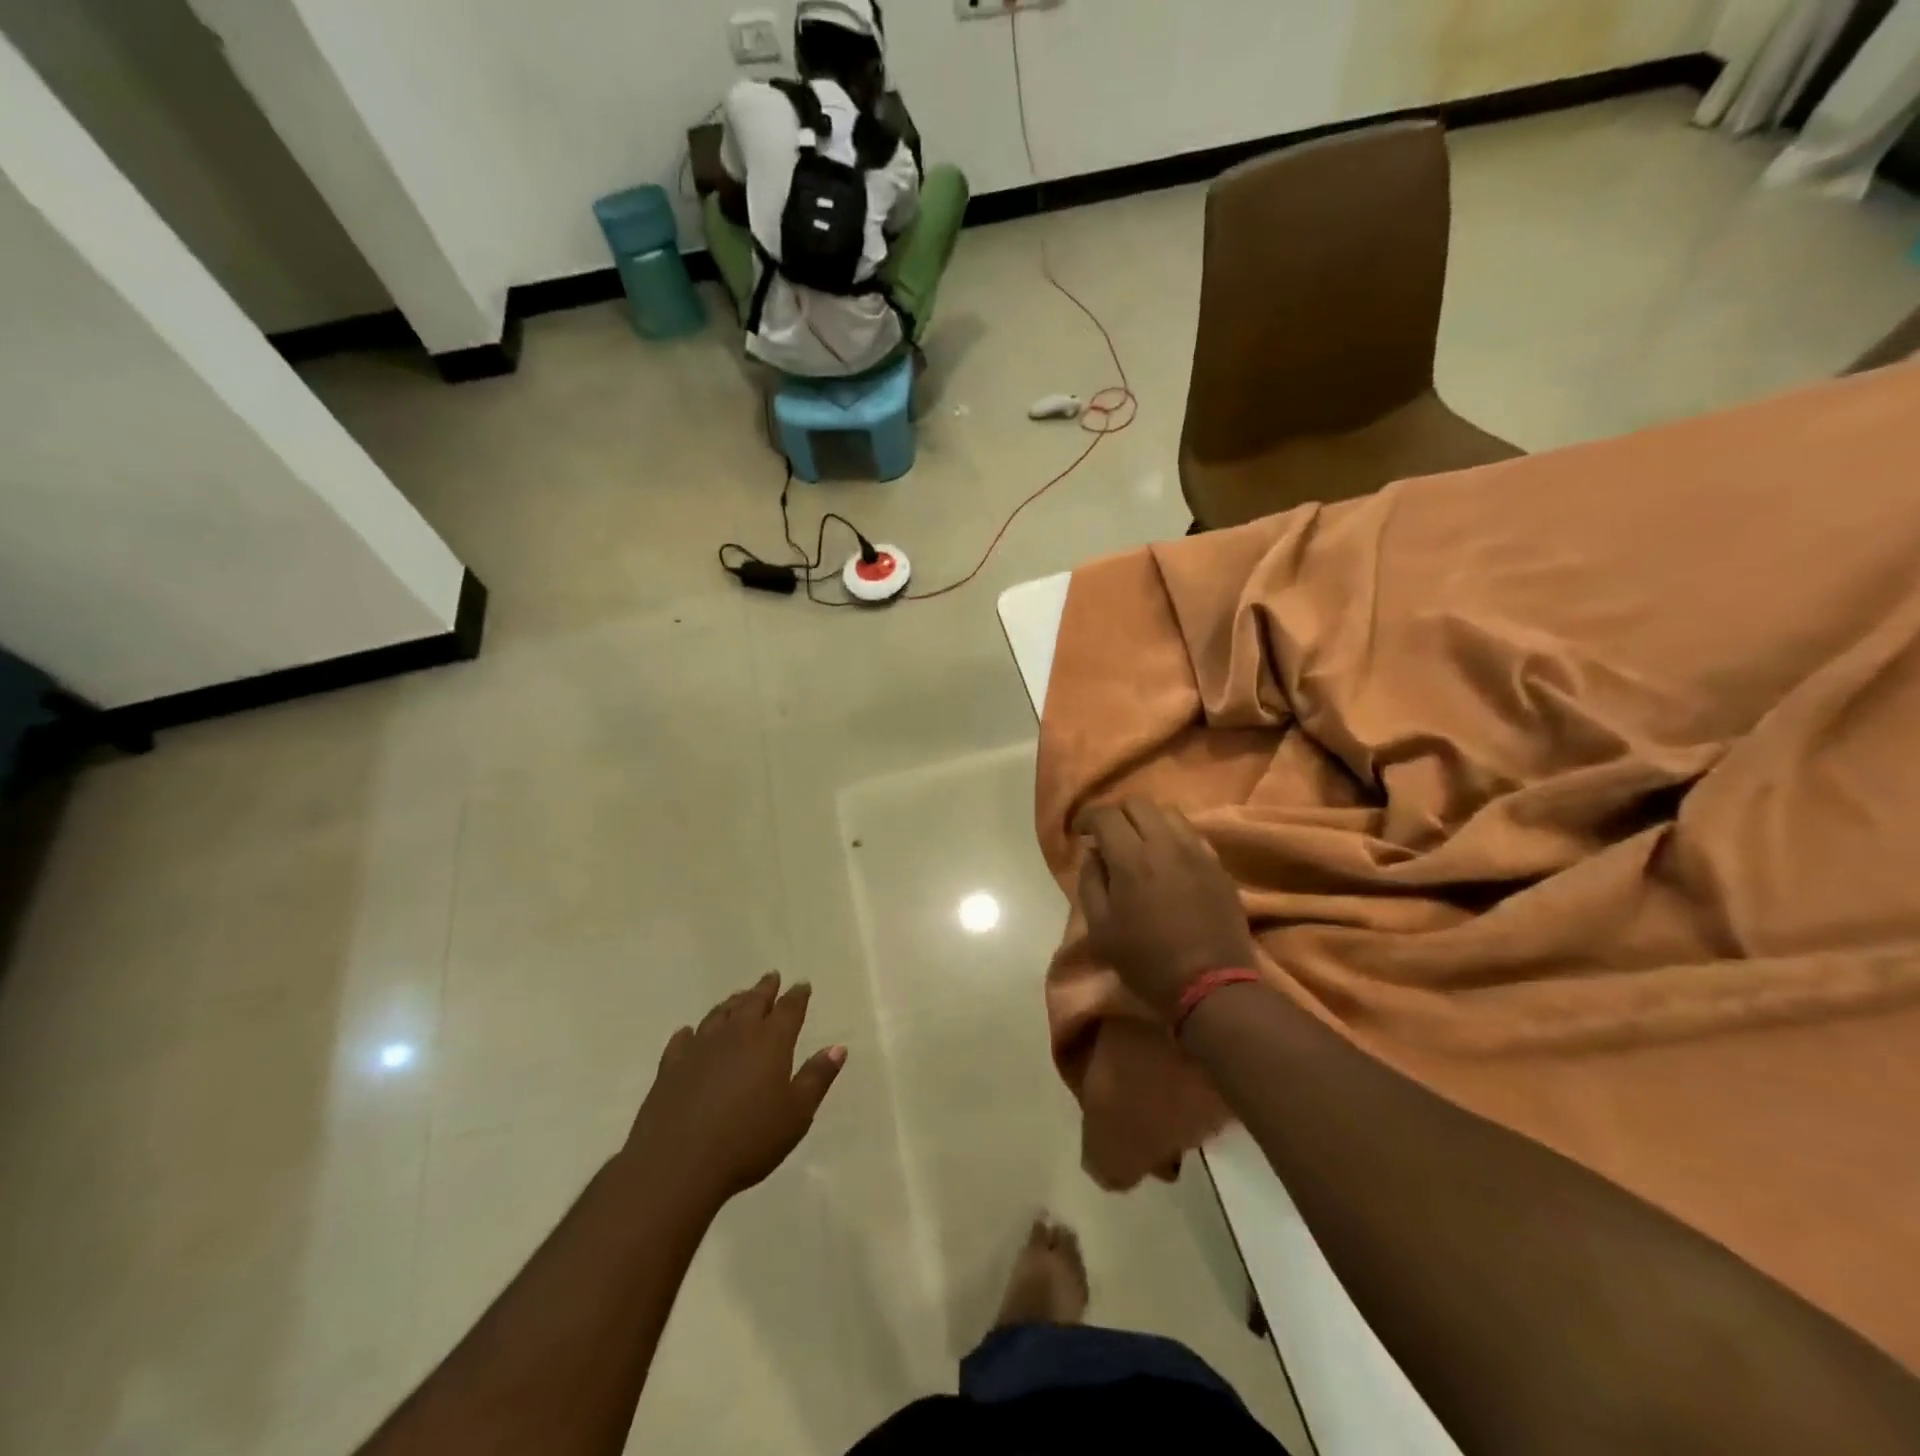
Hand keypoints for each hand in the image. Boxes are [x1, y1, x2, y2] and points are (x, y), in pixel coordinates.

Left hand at [624, 974, 845, 1208]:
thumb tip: (837, 1047)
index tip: (803, 985)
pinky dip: (690, 1033)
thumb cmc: (748, 1141)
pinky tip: (689, 1033)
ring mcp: (699, 1048)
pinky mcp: (671, 1068)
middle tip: (771, 977)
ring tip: (739, 998)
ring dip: (732, 1003)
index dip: (797, 995)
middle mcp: (736, 1035)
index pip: (789, 1009)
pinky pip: (683, 1040)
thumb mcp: (796, 1114)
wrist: (677, 1165)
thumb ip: (817, 1077)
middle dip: (765, 989)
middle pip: (752, 1002)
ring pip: (719, 1015)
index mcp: (770, 1042)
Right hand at [1078, 799, 1259, 1021]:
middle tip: (1108, 836)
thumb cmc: (1147, 961)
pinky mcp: (1218, 865)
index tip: (1080, 831)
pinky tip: (1167, 860)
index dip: (1087, 817)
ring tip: (1139, 844)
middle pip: (1138, 803)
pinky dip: (1172, 836)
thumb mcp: (1101, 929)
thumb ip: (1090, 882)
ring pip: (1168, 813)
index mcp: (1132, 860)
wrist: (1212, 985)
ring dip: (1147, 821)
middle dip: (1117, 814)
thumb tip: (1093, 853)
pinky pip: (1191, 834)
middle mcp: (1166, 844)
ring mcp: (1197, 852)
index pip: (1105, 814)